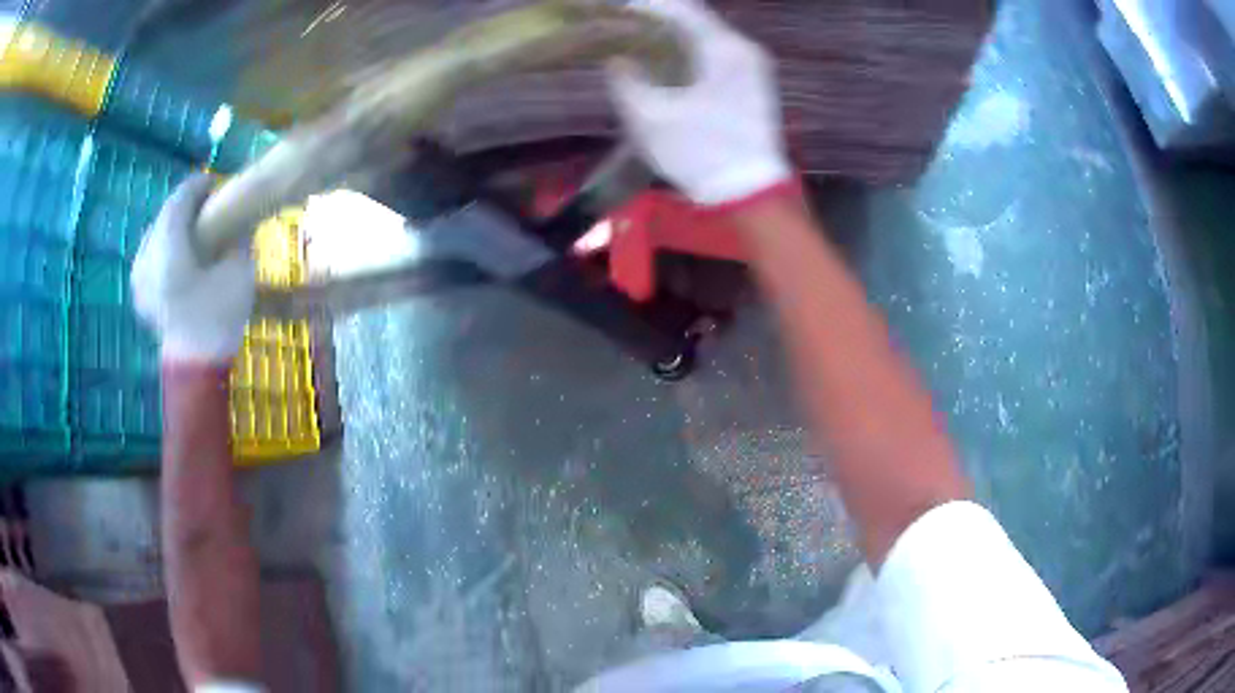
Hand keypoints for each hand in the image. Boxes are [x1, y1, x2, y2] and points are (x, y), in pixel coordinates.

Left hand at [131, 174, 254, 363]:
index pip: (179, 201)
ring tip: (193, 229)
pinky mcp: (137, 290)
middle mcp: (146, 259)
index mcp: (168, 254)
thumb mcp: (239, 273)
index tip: (215, 184)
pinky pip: (149, 252)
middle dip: (185, 206)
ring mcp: (138, 276)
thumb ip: (236, 236)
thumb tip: (236, 217)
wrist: (196, 369)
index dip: (197, 186)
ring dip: (174, 224)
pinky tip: (179, 253)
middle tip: (207, 206)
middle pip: (164, 215)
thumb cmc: (219, 320)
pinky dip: (164, 244)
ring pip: (155, 233)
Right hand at [607, 0, 791, 205]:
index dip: (643, 5)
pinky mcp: (755, 82)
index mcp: (723, 48)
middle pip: (695, 18)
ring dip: (671, 34)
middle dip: (655, 18)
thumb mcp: (649, 118)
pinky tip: (665, 61)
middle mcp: (744, 48)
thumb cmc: (699, 154)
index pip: (680, 8)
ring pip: (706, 34)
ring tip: (635, 40)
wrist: (749, 194)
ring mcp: (754, 65)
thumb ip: (626, 79)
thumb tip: (618, 59)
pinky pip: (717, 51)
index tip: (612, 9)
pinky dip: (688, 50)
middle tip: (619, 24)